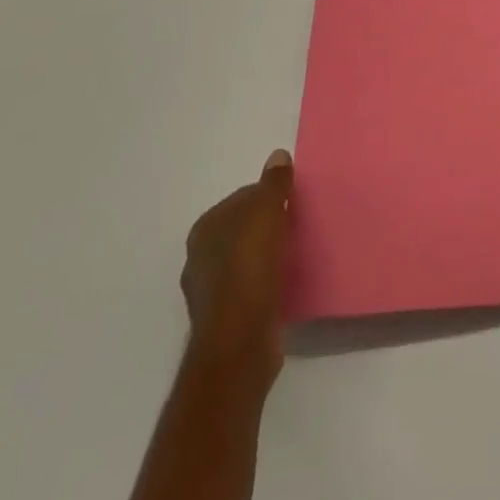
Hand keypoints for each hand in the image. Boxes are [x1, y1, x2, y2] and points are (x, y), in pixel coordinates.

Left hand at [180, 149, 294, 395]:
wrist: (240, 344)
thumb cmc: (249, 269)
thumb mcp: (266, 212)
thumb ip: (273, 183)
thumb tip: (277, 156)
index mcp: (205, 229)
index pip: (243, 197)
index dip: (269, 195)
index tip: (294, 201)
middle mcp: (201, 257)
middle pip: (243, 228)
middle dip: (268, 224)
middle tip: (298, 224)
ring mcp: (211, 291)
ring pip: (247, 258)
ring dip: (268, 254)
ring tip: (296, 252)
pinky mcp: (227, 318)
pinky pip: (252, 286)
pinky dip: (268, 280)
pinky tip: (286, 281)